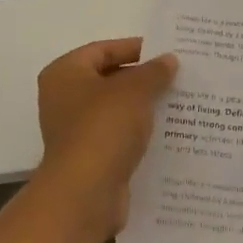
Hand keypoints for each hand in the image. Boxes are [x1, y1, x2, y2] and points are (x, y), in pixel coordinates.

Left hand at [35, 38, 177, 235]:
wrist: (85, 194)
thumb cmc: (103, 128)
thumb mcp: (134, 91)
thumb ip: (153, 72)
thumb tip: (169, 60)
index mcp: (64, 73)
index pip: (102, 50)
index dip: (134, 48)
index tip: (166, 53)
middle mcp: (63, 99)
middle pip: (109, 79)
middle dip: (142, 79)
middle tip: (177, 77)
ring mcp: (75, 131)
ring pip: (115, 110)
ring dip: (143, 107)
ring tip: (179, 103)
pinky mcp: (89, 158)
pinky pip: (118, 136)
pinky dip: (139, 133)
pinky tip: (168, 133)